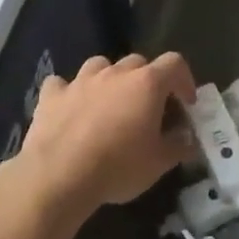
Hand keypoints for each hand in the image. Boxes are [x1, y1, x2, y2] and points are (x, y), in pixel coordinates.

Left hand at [13, 53, 197, 215]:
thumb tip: (186, 137)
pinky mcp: (52, 95)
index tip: (186, 104)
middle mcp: (115, 73)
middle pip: (138, 62)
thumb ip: (179, 145)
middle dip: (147, 81)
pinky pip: (62, 84)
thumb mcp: (159, 163)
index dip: (184, 80)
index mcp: (147, 84)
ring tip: (110, 103)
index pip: (175, 63)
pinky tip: (70, 108)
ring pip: (100, 65)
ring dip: (109, 79)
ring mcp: (80, 80)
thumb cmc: (118, 167)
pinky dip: (69, 92)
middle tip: (148, 108)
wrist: (59, 176)